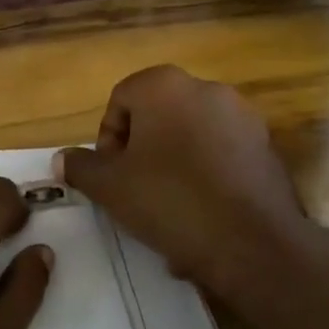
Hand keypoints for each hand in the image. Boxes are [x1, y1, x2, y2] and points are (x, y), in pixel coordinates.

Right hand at [56, 66, 309, 307]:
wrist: (253, 243)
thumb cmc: (170, 201)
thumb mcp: (110, 187)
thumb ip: (82, 167)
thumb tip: (62, 159)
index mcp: (165, 85)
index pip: (120, 101)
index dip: (108, 141)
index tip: (112, 177)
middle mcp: (207, 88)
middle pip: (158, 117)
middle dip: (142, 153)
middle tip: (136, 192)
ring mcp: (243, 116)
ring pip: (191, 139)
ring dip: (174, 168)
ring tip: (169, 212)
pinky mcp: (267, 146)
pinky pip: (222, 157)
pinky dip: (207, 178)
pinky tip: (203, 218)